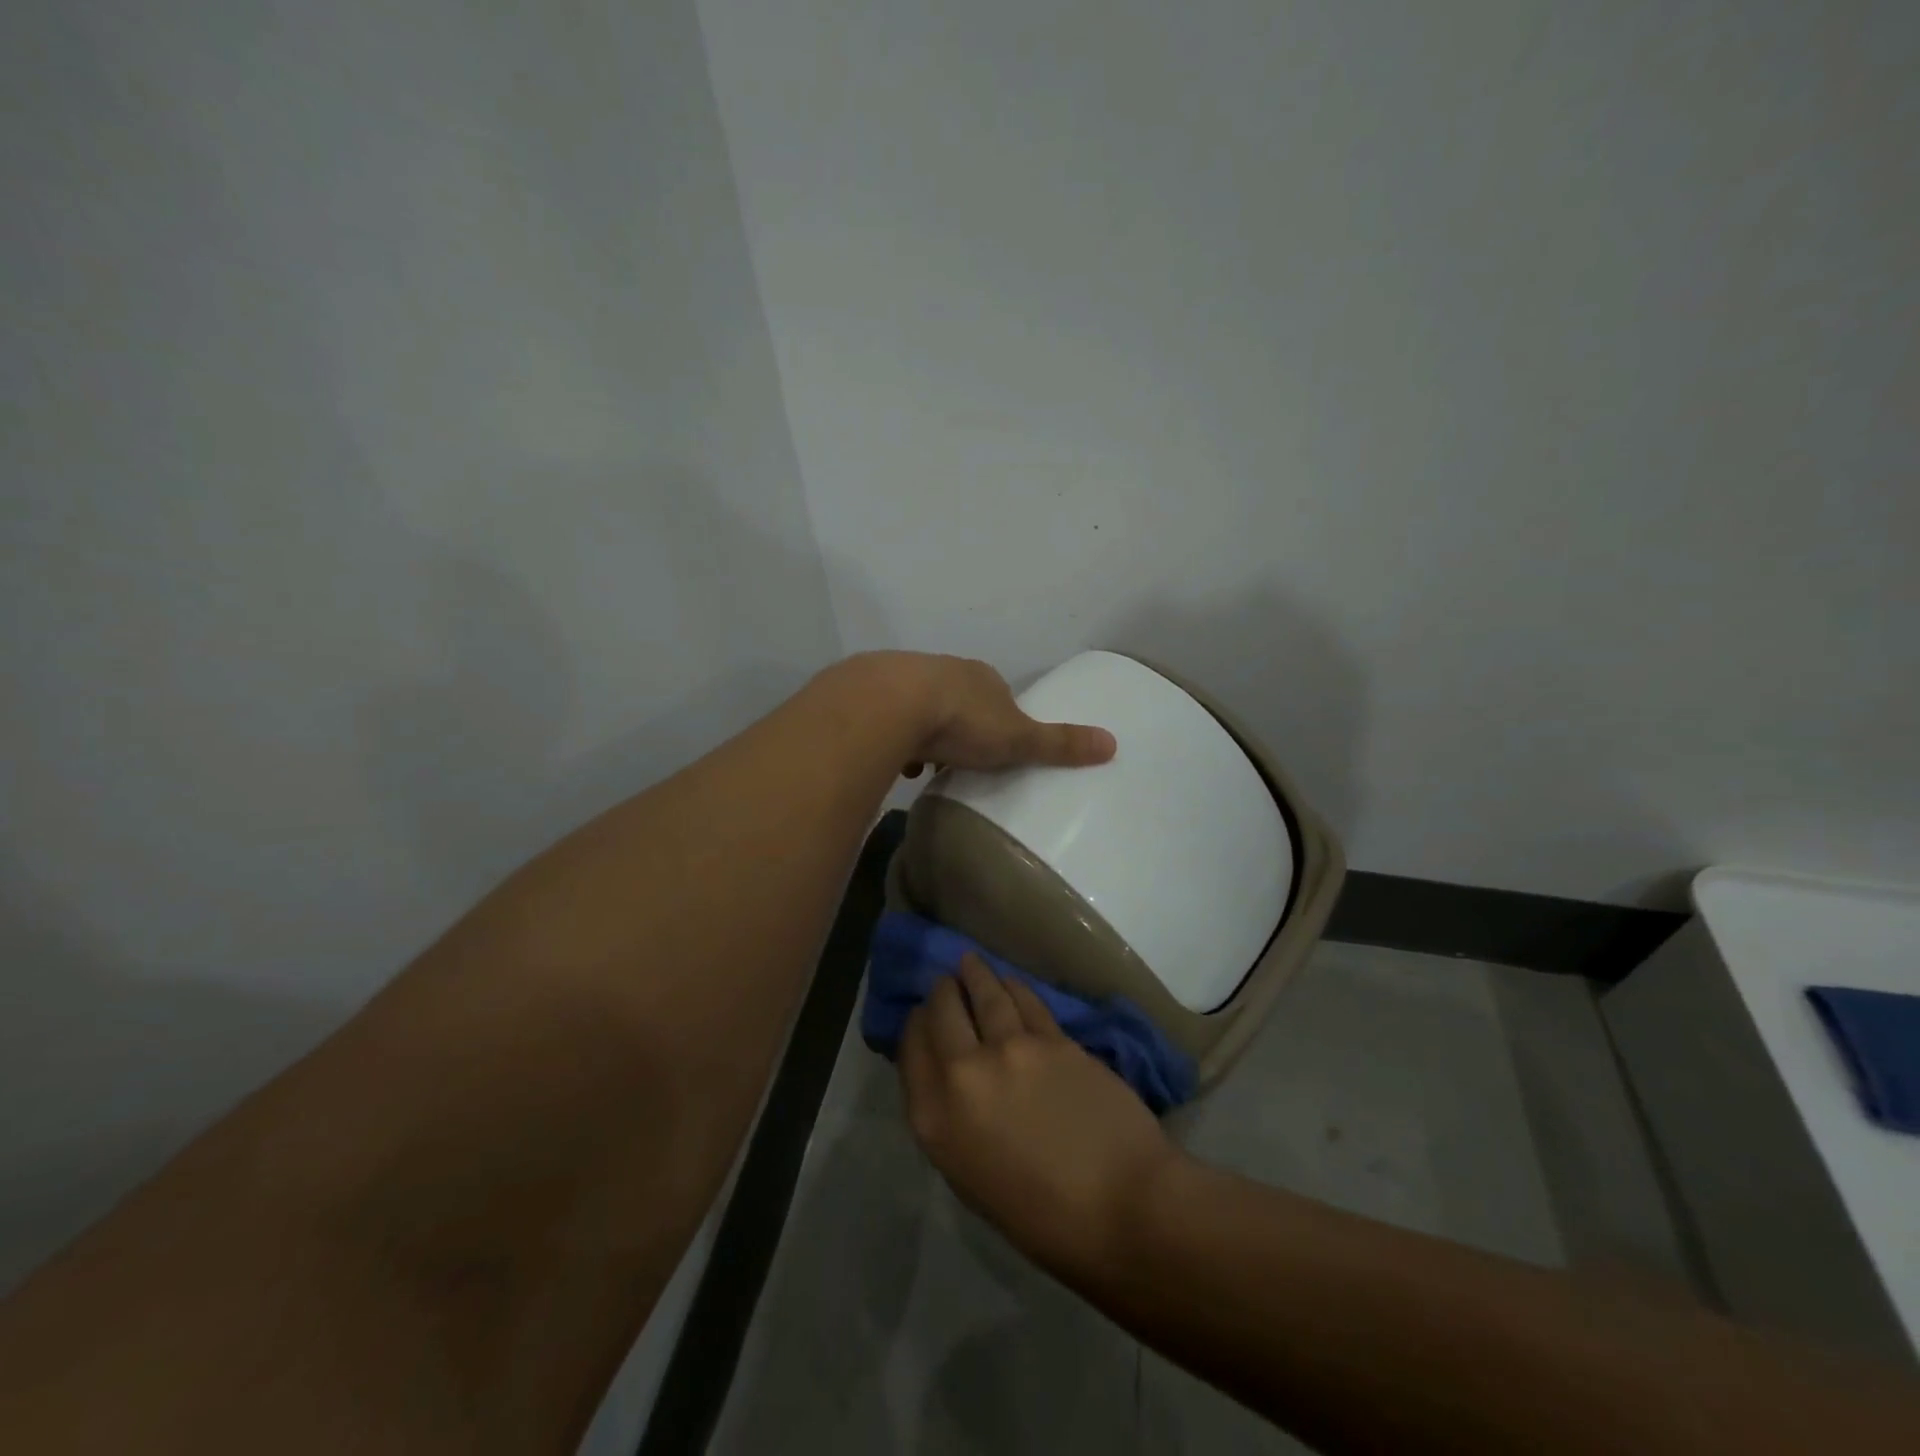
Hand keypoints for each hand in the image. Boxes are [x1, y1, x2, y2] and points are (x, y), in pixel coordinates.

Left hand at [841, 651, 1116, 775]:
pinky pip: (887, 719)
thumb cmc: (963, 721)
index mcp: (982, 678)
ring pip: (919, 708)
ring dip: (924, 733)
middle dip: (959, 727)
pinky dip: (893, 738)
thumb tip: (1113, 744)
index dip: (998, 721)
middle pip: (957, 700)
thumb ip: (1059, 743)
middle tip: (960, 760)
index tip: (995, 748)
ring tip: (924, 766)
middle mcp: (944, 671)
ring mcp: (903, 679)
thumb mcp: (1018, 737)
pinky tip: (894, 761)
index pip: (997, 695)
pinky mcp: (871, 694)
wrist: (891, 704)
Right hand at [899, 954, 1183, 1276]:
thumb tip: (951, 1081)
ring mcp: (1010, 1048)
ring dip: (974, 973)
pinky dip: (1011, 986)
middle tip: (946, 984)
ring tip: (970, 963)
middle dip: (942, 992)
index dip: (915, 1025)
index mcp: (935, 1118)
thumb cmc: (1043, 1218)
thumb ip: (951, 1122)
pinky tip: (1009, 982)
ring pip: (984, 992)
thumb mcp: (971, 1179)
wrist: (1121, 1205)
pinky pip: (1024, 1000)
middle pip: (942, 1011)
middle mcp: (964, 1072)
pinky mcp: (1052, 1037)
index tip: (922, 1016)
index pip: (911, 1048)